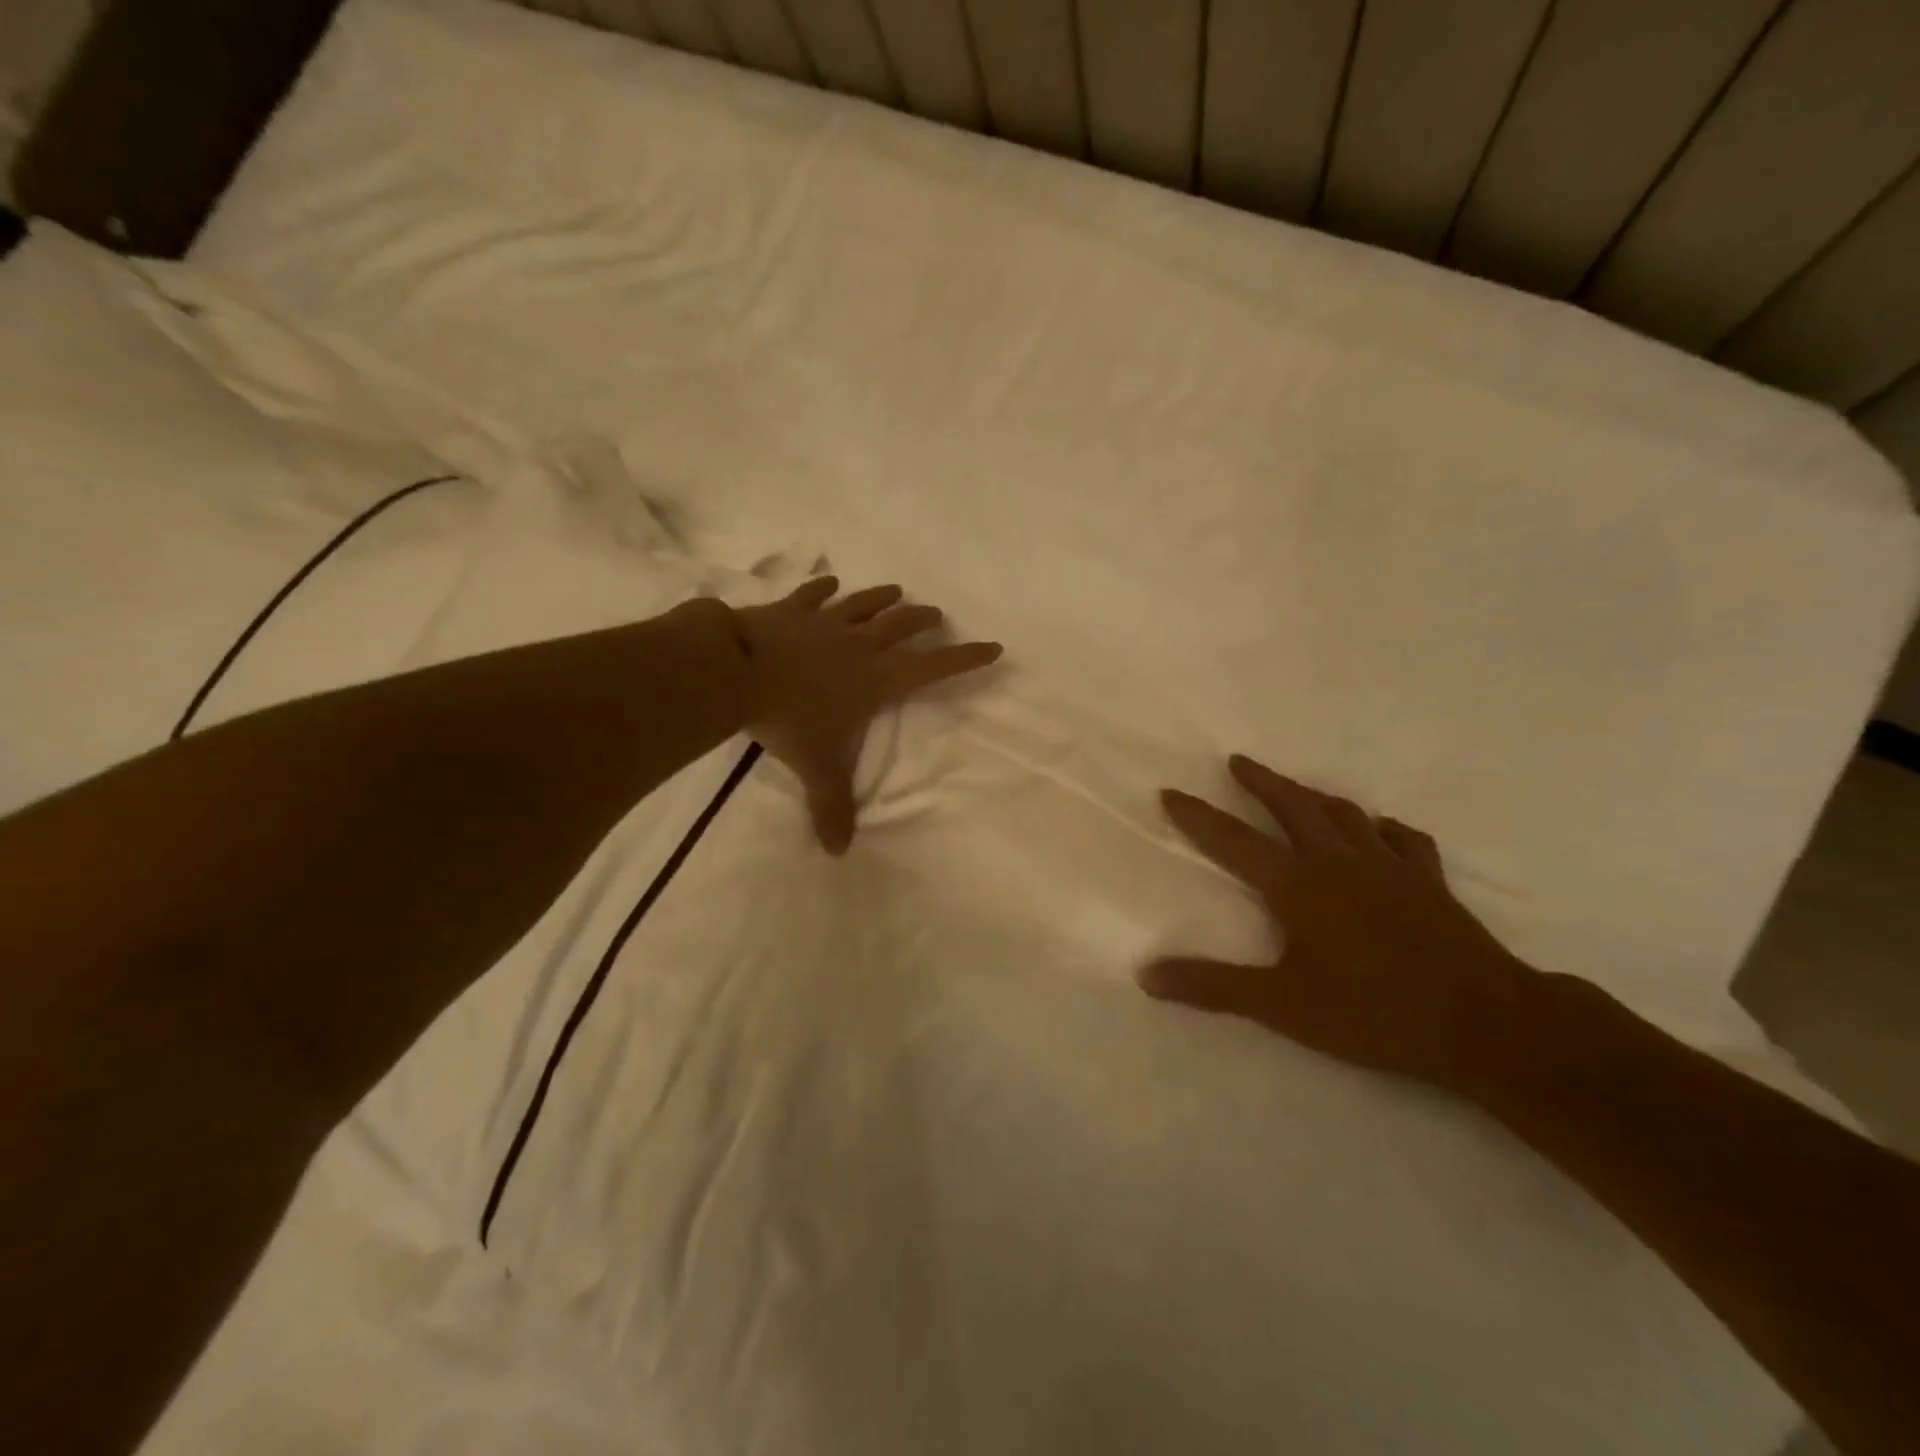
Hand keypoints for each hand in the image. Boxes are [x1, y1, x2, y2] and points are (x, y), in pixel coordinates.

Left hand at [735, 577, 1001, 853]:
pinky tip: (830, 582)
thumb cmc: (789, 718)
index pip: (932, 667)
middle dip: (923, 620)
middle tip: (936, 615)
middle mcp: (859, 645)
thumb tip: (838, 852)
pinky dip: (824, 588)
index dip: (965, 658)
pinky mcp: (792, 610)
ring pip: (864, 604)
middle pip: (901, 625)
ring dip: (883, 597)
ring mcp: (825, 622)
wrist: (737, 670)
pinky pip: (814, 594)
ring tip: (897, 590)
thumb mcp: (817, 766)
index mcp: (876, 679)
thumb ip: (831, 807)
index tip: (993, 646)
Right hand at [1143, 755, 1542, 1091]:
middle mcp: (1339, 863)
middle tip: (1240, 762)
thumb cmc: (1372, 1011)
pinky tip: (1381, 830)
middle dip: (1262, 782)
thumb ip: (1212, 986)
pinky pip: (1404, 840)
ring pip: (1346, 815)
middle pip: (1293, 807)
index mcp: (1298, 885)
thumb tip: (1146, 975)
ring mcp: (1389, 868)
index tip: (1171, 791)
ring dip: (1316, 797)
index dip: (1198, 816)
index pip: (1233, 841)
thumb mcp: (1281, 1005)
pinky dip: (1386, 829)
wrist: (1482, 1023)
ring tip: (1299, 790)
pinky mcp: (1429, 883)